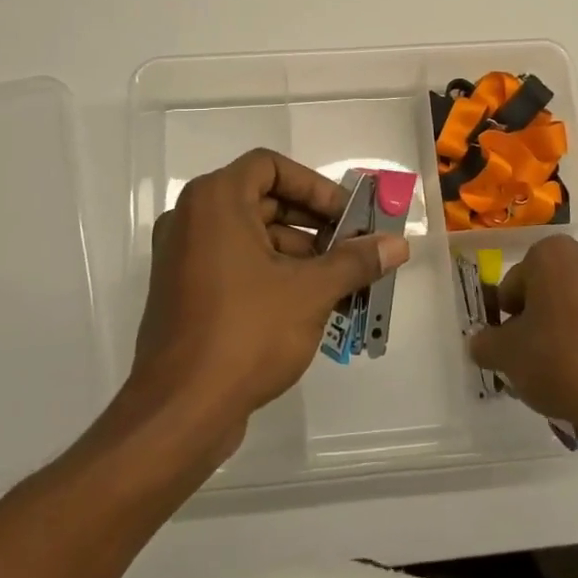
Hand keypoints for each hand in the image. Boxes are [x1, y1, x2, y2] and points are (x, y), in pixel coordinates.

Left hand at [130, 149, 408, 451]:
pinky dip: (270, 273)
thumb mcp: (311, 292)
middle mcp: (191, 218)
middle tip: (350, 248)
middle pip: (262, 200)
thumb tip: (398, 245)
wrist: (179, 410)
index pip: (270, 166)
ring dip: (296, 252)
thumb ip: (355, 261)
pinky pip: (233, 264)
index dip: (313, 186)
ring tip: (337, 284)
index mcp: (215, 200)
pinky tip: (306, 306)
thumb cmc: (246, 332)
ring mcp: (182, 257)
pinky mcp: (182, 292)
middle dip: (312, 223)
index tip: (346, 216)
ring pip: (250, 236)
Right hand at [468, 235, 577, 440]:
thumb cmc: (561, 363)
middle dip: (539, 319)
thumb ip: (485, 343)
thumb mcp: (505, 356)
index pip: (516, 282)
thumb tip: (482, 343)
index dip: (507, 315)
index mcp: (553, 255)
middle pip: (550, 290)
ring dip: (569, 330)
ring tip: (564, 373)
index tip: (510, 344)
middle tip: (533, 357)